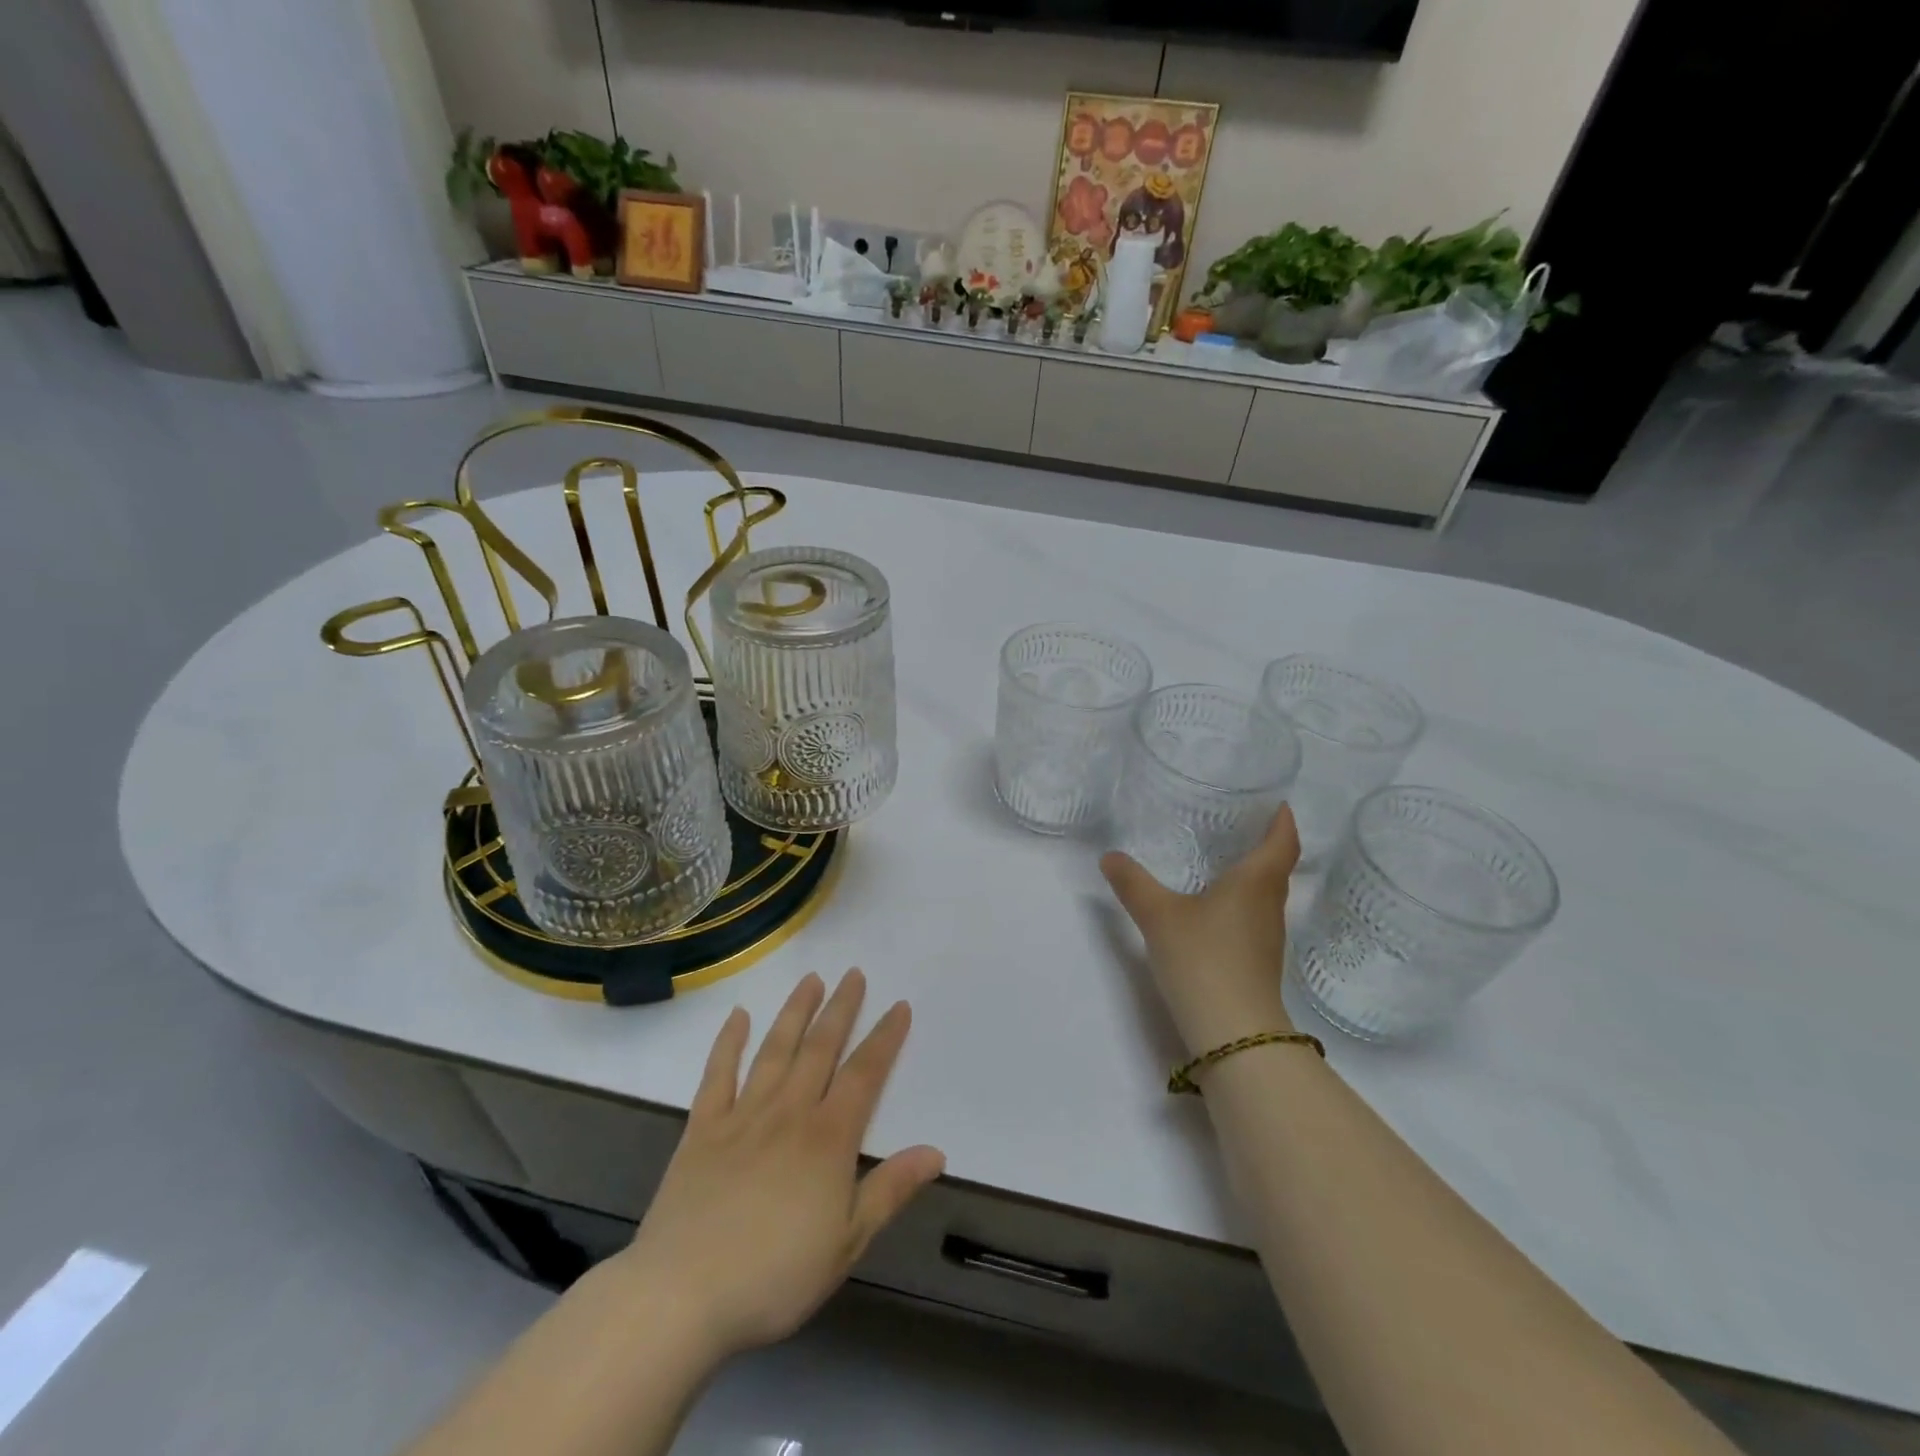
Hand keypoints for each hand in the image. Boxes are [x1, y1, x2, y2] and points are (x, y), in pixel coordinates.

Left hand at [611, 970, 944, 1363]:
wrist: (681, 1295)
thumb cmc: (774, 1276)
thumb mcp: (846, 1243)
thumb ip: (889, 1190)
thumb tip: (936, 1151)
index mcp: (828, 1138)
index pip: (865, 1074)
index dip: (885, 1038)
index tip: (899, 1006)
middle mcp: (789, 1111)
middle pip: (821, 1048)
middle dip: (841, 1009)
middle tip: (854, 974)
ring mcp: (743, 1115)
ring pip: (775, 1049)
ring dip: (795, 1012)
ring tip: (811, 979)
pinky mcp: (703, 1128)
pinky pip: (718, 1074)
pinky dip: (728, 1042)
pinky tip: (738, 1016)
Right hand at [1100, 805, 1300, 1053]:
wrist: (1233, 1033)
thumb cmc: (1203, 959)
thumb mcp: (1159, 915)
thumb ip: (1133, 883)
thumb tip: (1109, 856)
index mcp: (1255, 883)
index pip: (1283, 843)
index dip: (1283, 821)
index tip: (1277, 803)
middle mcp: (1269, 906)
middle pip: (1278, 868)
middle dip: (1265, 844)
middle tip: (1239, 824)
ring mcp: (1267, 939)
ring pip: (1266, 895)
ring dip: (1253, 875)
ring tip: (1223, 859)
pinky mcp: (1258, 963)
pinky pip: (1254, 918)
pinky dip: (1241, 903)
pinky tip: (1214, 908)